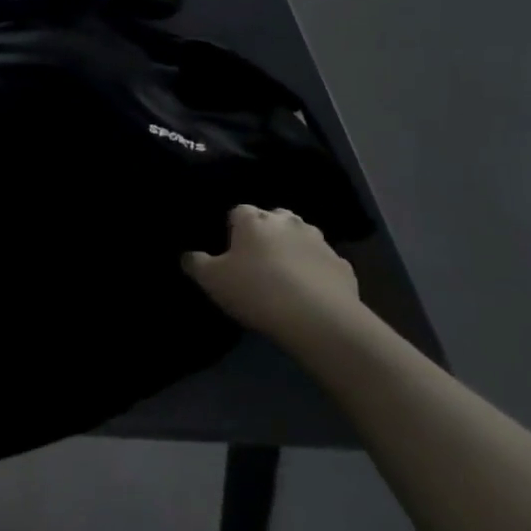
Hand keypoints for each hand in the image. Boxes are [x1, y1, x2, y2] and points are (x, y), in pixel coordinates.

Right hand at [183, 206, 365, 346]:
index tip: (229, 251)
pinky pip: (323, 263)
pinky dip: (316, 272)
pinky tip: (309, 294)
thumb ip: (195, 263)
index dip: (232, 229)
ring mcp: (320, 242)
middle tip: (256, 261)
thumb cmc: (256, 290)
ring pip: (301, 238)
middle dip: (266, 233)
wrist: (318, 319)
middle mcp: (288, 222)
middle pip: (273, 218)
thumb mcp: (212, 280)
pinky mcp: (343, 266)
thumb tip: (188, 255)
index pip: (238, 211)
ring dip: (293, 250)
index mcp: (254, 220)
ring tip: (284, 277)